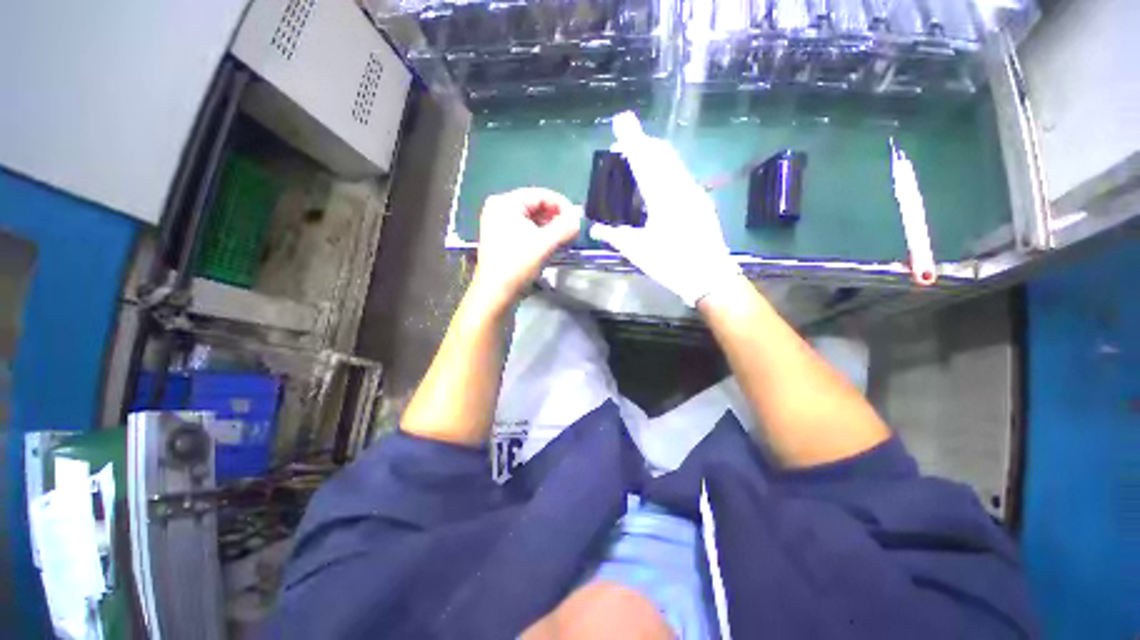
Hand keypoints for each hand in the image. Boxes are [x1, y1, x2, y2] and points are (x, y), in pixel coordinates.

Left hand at [470, 187, 581, 308]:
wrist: (495, 294)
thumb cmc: (517, 265)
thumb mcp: (545, 244)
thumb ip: (565, 227)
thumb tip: (578, 218)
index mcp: (505, 203)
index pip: (540, 195)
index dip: (562, 205)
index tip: (577, 219)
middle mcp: (499, 208)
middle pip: (535, 206)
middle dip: (556, 218)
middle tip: (572, 230)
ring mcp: (498, 224)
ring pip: (531, 219)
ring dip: (550, 228)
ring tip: (564, 239)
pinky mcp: (501, 238)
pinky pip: (525, 229)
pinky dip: (539, 235)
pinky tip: (551, 245)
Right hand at [589, 112, 740, 306]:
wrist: (710, 277)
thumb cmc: (671, 264)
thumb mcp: (638, 251)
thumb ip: (614, 236)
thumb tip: (593, 229)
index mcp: (663, 197)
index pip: (643, 161)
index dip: (631, 139)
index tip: (621, 120)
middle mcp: (681, 187)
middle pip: (662, 154)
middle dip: (643, 144)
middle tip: (625, 146)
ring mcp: (695, 193)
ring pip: (673, 164)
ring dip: (654, 158)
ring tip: (637, 165)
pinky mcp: (701, 202)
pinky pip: (680, 177)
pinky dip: (665, 172)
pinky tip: (656, 188)